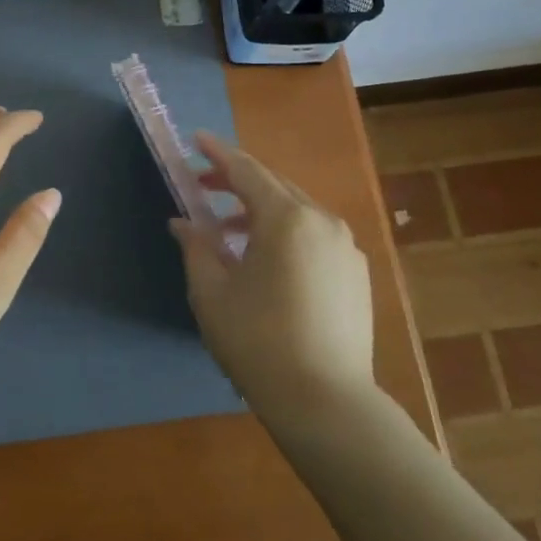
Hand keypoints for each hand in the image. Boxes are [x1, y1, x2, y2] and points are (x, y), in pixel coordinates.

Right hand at [170, 133, 373, 413]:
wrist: (326, 402)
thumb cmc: (257, 341)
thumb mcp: (211, 292)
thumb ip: (196, 247)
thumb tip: (184, 223)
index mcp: (286, 218)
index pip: (246, 170)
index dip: (218, 153)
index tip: (196, 139)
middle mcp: (322, 221)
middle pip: (274, 186)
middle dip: (237, 181)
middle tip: (202, 186)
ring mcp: (346, 248)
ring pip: (297, 211)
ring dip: (260, 210)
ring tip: (228, 233)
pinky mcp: (356, 274)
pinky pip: (314, 236)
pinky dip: (285, 233)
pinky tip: (266, 261)